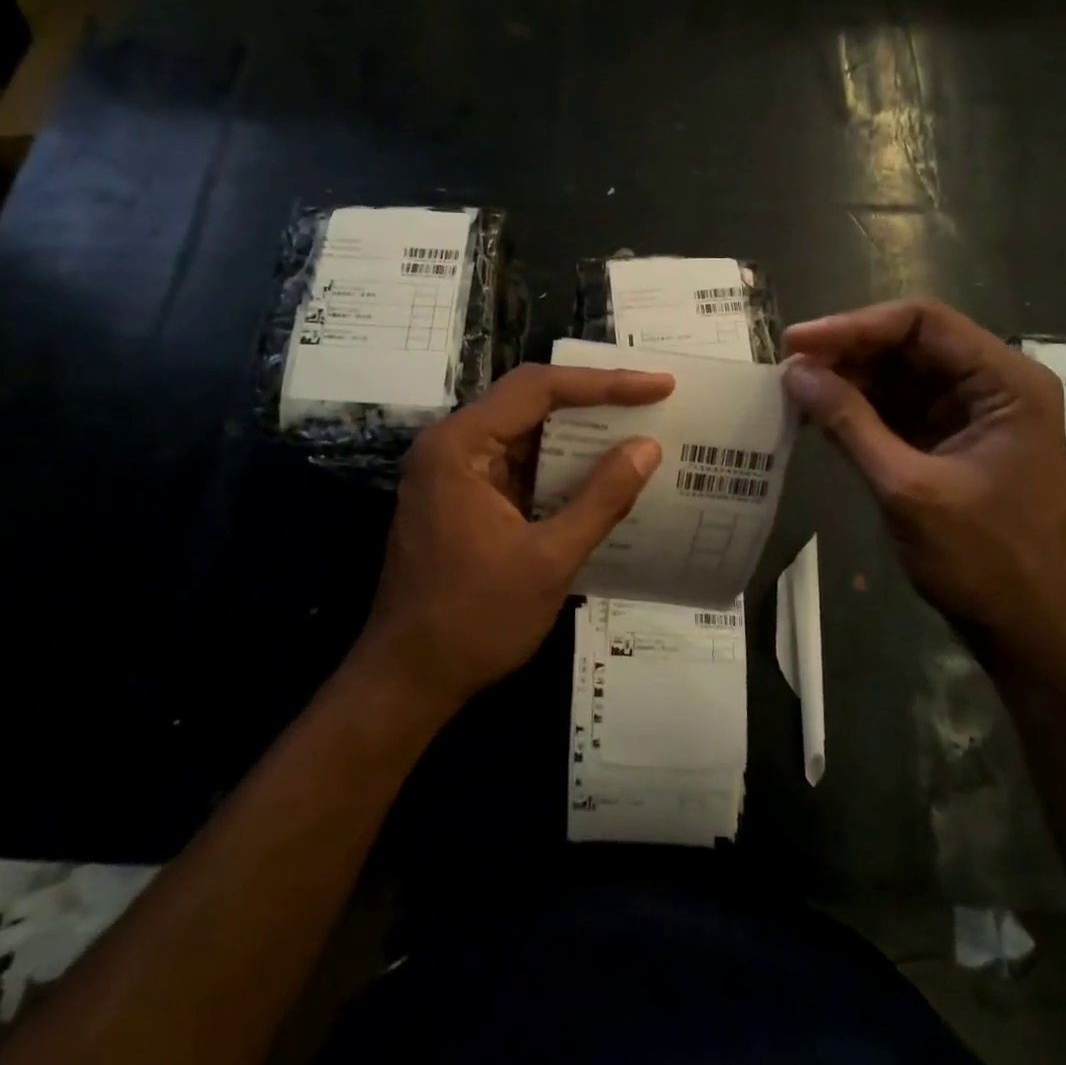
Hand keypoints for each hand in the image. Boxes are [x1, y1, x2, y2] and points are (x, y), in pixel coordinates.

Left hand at [360, 363, 672, 714]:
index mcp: (460, 446)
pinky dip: (559, 466)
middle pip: (529, 401)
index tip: (657, 385)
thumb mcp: (550, 560)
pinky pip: (518, 465)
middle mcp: (451, 445)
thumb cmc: (475, 621)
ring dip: (578, 433)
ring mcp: (454, 472)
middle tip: (652, 397)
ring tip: (637, 427)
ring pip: (525, 432)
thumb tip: (647, 448)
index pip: (538, 389)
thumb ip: (601, 498)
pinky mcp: (463, 498)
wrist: (408, 681)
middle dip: (593, 399)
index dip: (603, 383)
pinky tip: (600, 473)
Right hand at [784, 300, 1065, 675]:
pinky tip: (818, 416)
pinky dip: (858, 409)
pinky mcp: (949, 440)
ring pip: (898, 374)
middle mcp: (992, 384)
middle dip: (847, 353)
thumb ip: (849, 423)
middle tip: (788, 369)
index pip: (923, 322)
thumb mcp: (907, 488)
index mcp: (1005, 382)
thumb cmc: (982, 560)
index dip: (854, 326)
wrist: (1026, 631)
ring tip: (794, 391)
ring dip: (847, 380)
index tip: (798, 345)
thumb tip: (794, 372)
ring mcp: (971, 413)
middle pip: (909, 344)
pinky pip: (897, 407)